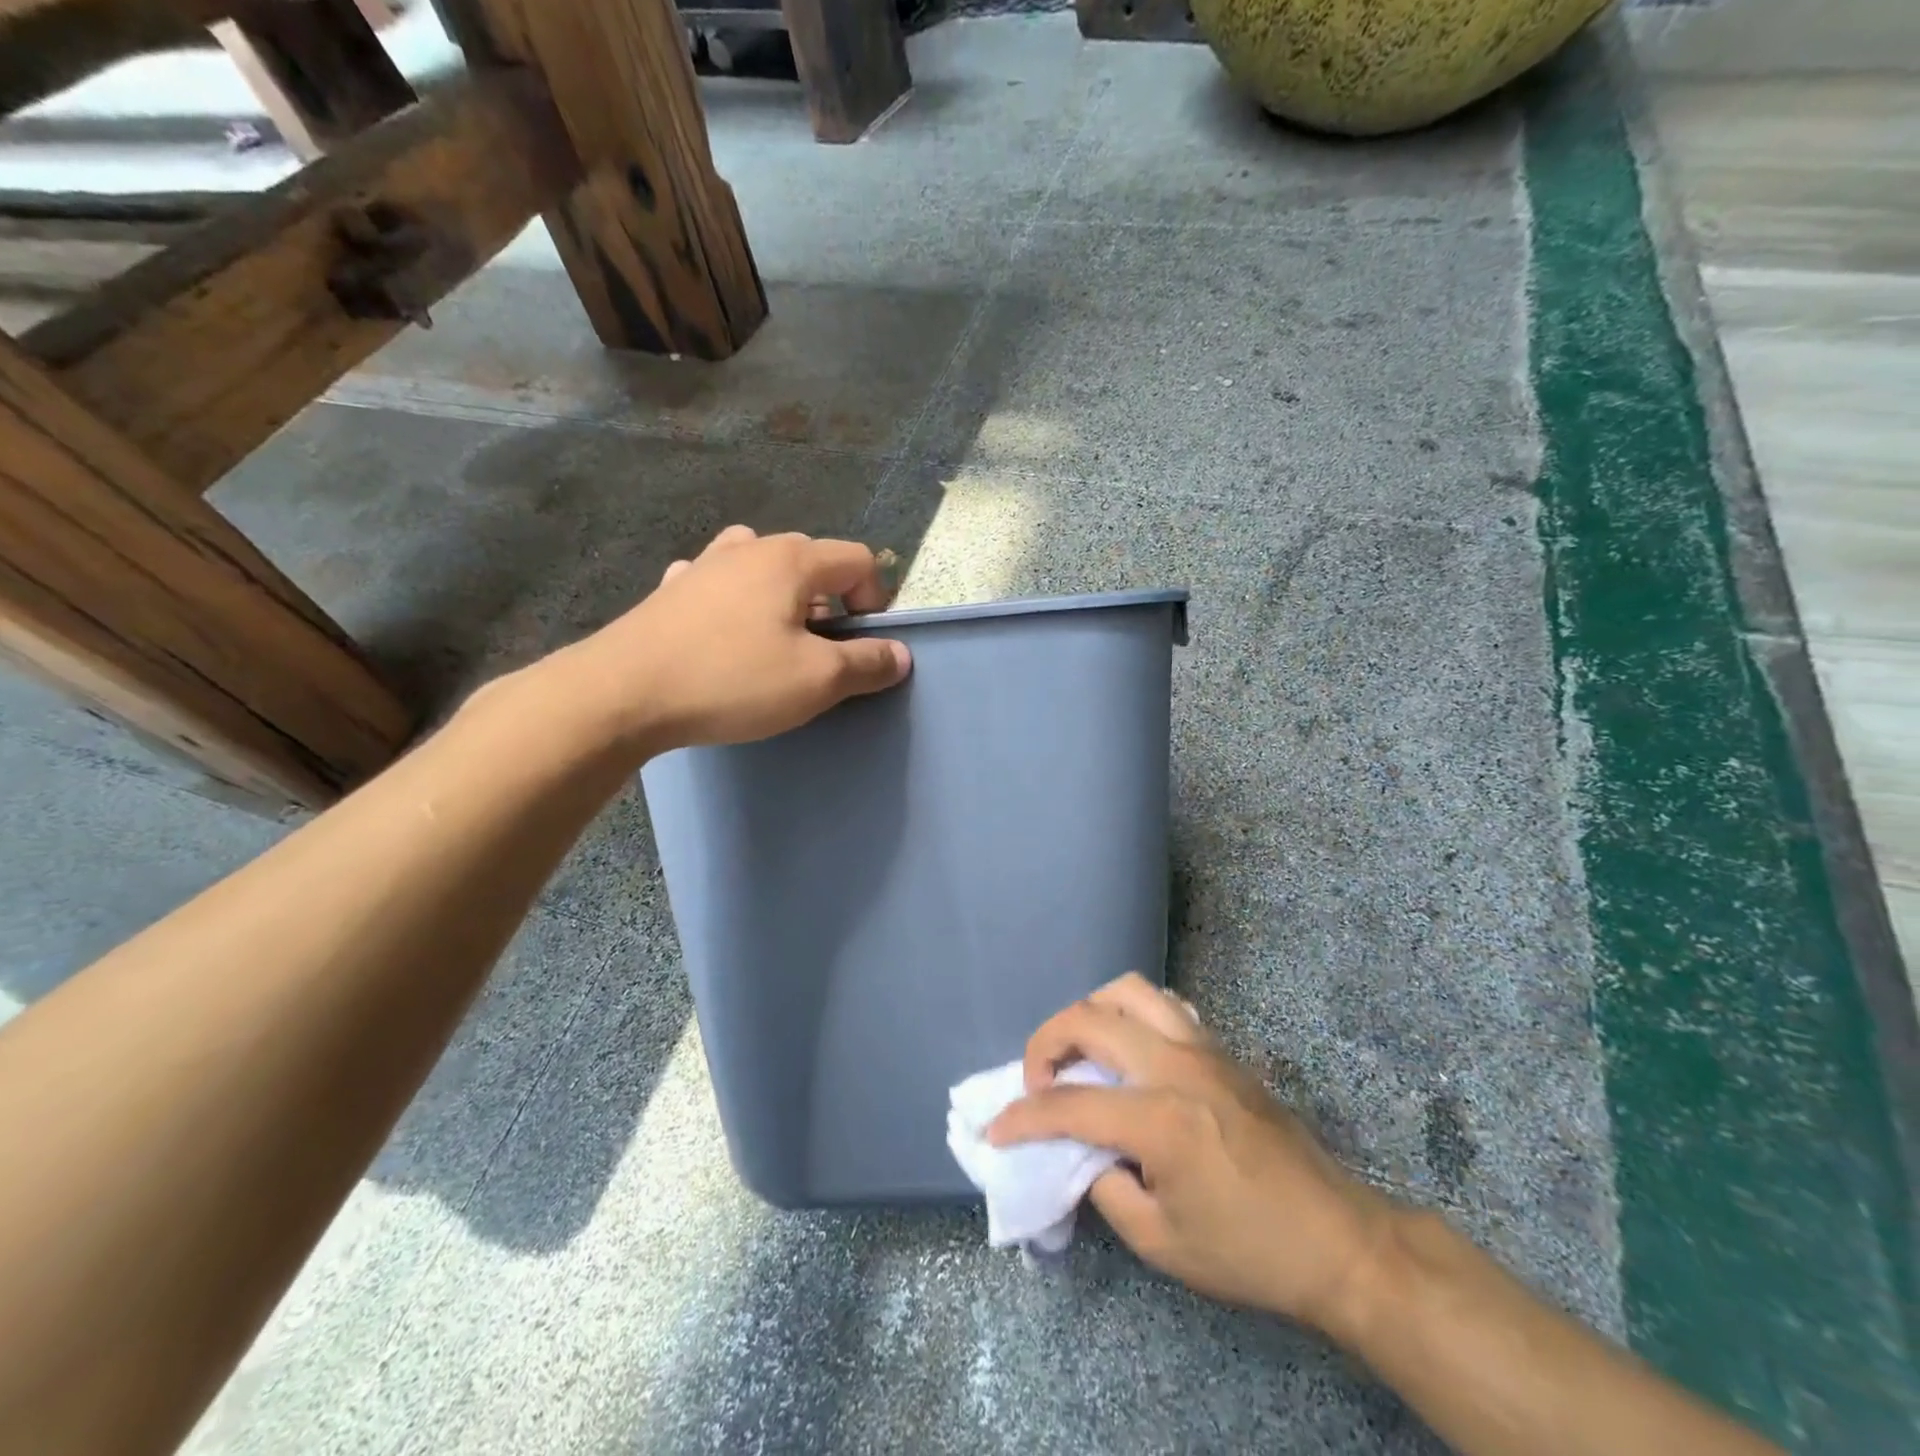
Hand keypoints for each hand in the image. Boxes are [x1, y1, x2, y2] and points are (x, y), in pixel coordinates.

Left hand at [543, 525, 910, 755]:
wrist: (622, 693)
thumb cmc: (732, 679)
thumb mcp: (816, 680)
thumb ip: (867, 663)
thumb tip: (901, 654)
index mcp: (792, 559)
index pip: (858, 561)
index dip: (876, 601)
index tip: (864, 646)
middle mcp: (749, 547)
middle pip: (813, 562)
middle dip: (832, 604)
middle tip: (823, 652)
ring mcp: (704, 564)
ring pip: (764, 569)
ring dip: (783, 600)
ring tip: (776, 641)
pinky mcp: (670, 590)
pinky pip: (720, 584)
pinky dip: (736, 603)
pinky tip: (724, 635)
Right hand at [988, 974, 1391, 1331]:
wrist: (1336, 1238)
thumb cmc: (1248, 1251)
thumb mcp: (1161, 1243)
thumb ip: (1104, 1187)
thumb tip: (1079, 1152)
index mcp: (1159, 1119)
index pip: (1069, 1104)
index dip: (1023, 1117)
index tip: (996, 1131)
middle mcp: (1175, 1065)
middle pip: (1089, 1019)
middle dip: (1045, 1043)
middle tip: (1038, 1082)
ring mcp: (1201, 1048)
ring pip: (1127, 990)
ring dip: (1089, 1013)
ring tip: (1081, 1052)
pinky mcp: (1220, 1047)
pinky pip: (1164, 1004)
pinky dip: (1132, 1013)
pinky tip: (1130, 1049)